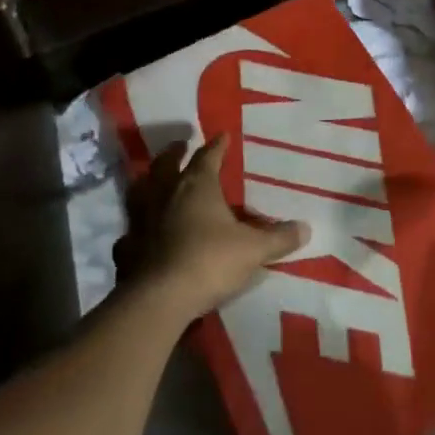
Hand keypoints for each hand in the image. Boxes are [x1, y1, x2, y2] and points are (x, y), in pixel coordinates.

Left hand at [115, 135, 307, 325]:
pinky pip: (129, 233)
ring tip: (153, 182)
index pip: (208, 156)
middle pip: (166, 165)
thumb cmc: (210, 261)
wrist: (160, 299)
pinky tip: (138, 235)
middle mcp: (166, 195)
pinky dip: (135, 230)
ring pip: (141, 192)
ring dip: (147, 184)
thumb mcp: (253, 250)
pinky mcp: (127, 249)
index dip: (217, 146)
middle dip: (174, 153)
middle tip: (180, 146)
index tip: (223, 135)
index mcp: (197, 186)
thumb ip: (279, 238)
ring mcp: (142, 221)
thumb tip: (307, 228)